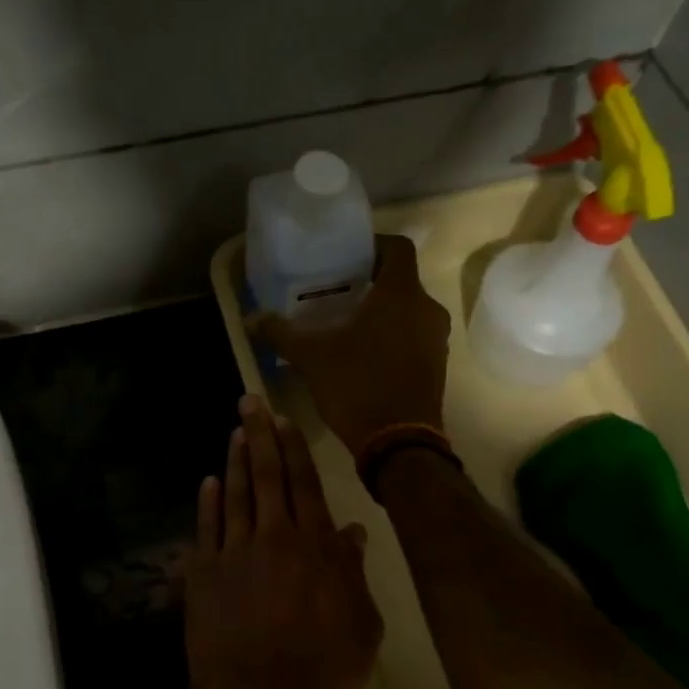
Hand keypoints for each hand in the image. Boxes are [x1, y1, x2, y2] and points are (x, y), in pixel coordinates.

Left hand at [184, 397, 381, 688]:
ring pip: (235, 494)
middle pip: (267, 476)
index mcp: (315, 547)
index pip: (305, 484)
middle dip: (260, 435)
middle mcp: (274, 537)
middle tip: (249, 402)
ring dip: (236, 461)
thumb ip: (354, 574)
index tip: (283, 420)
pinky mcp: (204, 574)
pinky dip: (207, 502)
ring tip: (235, 432)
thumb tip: (351, 534)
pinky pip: (206, 528)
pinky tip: (208, 482)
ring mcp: (234, 553)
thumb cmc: (320, 669)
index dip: (294, 449)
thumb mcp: (361, 627)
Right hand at [251, 234, 449, 455]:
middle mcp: (427, 309)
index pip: (398, 248)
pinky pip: (415, 338)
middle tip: (339, 294)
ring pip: (409, 312)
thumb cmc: (357, 385)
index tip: (349, 257)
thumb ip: (280, 332)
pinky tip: (365, 356)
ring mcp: (437, 340)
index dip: (375, 246)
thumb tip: (251, 318)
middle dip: (372, 284)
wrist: (399, 443)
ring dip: (384, 313)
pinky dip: (394, 338)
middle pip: (402, 282)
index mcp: (401, 294)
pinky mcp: (438, 367)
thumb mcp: (310, 357)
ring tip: (348, 326)